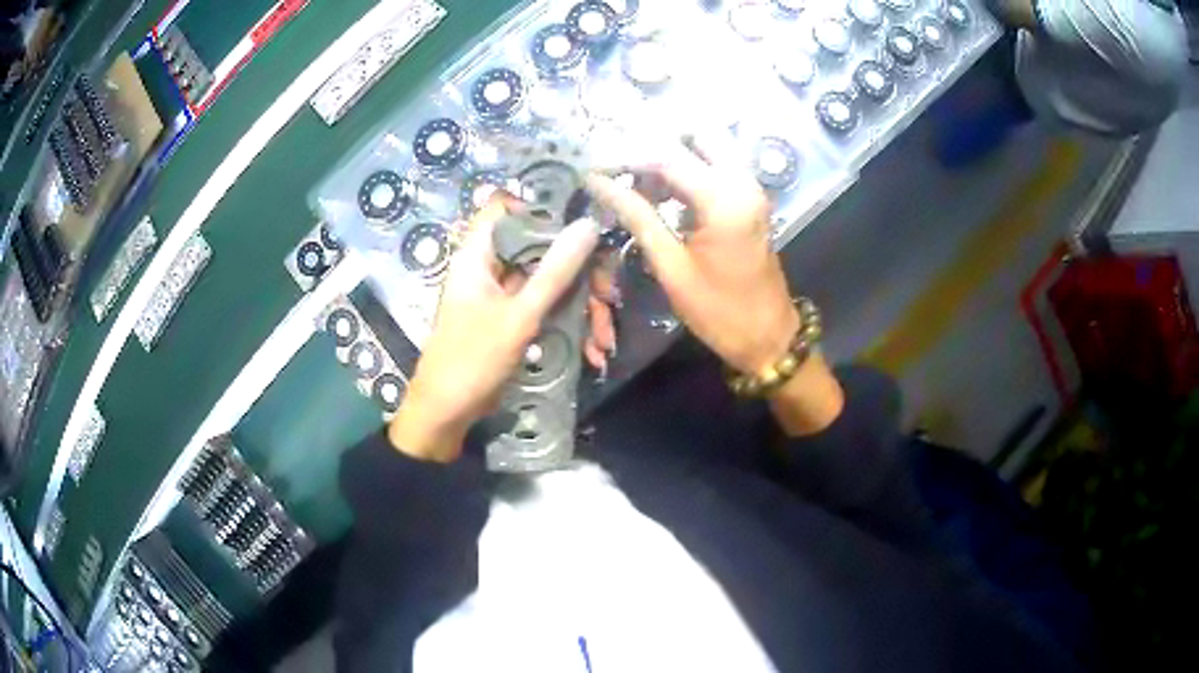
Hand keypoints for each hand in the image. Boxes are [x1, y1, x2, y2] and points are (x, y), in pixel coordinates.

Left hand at [389, 201, 598, 461]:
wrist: (447, 413)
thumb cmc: (472, 359)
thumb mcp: (518, 316)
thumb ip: (554, 272)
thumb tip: (587, 225)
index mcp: (478, 255)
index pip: (504, 206)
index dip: (539, 207)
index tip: (579, 224)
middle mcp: (490, 267)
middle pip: (540, 248)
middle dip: (580, 272)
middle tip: (609, 296)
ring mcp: (503, 294)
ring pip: (549, 282)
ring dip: (582, 307)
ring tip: (605, 339)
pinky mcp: (512, 318)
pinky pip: (546, 308)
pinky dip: (570, 325)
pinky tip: (593, 351)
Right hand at [585, 134, 798, 373]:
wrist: (768, 335)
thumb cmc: (719, 311)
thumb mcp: (672, 267)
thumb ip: (637, 217)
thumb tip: (599, 184)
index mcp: (723, 198)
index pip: (665, 156)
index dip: (624, 157)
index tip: (593, 167)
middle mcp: (741, 180)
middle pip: (694, 134)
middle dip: (652, 142)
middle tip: (618, 166)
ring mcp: (749, 186)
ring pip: (707, 145)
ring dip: (670, 153)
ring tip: (633, 179)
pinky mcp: (749, 197)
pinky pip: (716, 164)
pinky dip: (687, 167)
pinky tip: (658, 189)